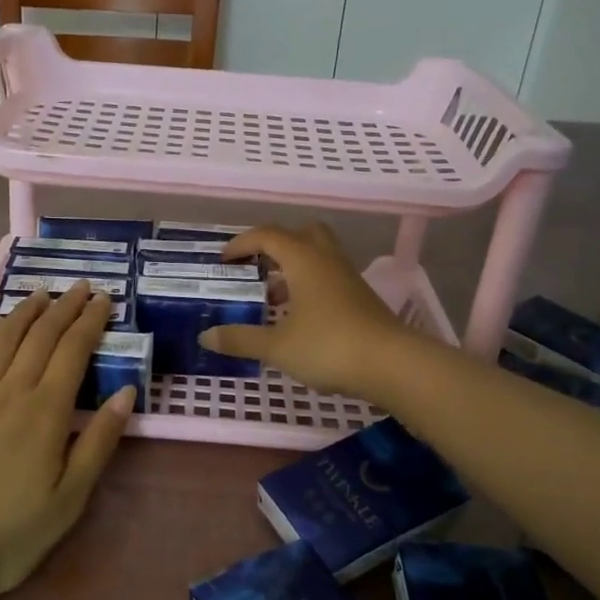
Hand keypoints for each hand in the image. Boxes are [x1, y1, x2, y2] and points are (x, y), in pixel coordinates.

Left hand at [0, 284, 133, 595]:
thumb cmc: (10, 534)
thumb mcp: (69, 499)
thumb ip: (98, 442)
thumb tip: (125, 393)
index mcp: (45, 413)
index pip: (72, 351)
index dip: (90, 321)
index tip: (104, 299)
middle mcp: (9, 392)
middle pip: (40, 336)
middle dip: (64, 307)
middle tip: (81, 286)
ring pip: (3, 339)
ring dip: (25, 312)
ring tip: (41, 294)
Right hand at [199, 223, 420, 398]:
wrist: (393, 365)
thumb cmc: (329, 346)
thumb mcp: (277, 346)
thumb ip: (241, 339)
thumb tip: (206, 336)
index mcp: (303, 259)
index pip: (267, 235)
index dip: (241, 244)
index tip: (223, 261)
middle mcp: (327, 259)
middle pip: (301, 234)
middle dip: (275, 246)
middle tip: (255, 268)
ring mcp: (347, 278)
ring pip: (317, 257)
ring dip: (292, 269)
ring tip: (271, 298)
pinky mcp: (360, 298)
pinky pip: (328, 278)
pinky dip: (308, 287)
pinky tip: (297, 317)